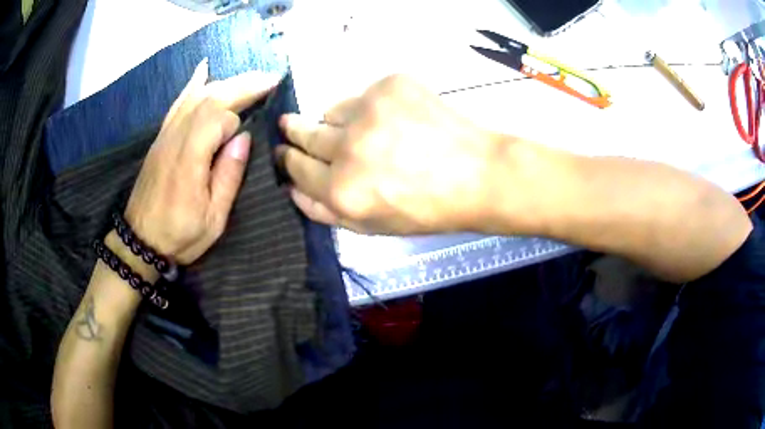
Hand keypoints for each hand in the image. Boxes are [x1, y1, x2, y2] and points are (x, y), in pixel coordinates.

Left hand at [125, 59, 280, 263]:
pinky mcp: (160, 137)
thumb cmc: (179, 236)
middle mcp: (175, 139)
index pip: (218, 120)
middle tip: (270, 78)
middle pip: (209, 98)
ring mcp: (165, 135)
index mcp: (189, 161)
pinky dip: (193, 84)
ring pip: (196, 96)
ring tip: (251, 78)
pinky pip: (178, 103)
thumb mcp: (212, 219)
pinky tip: (204, 69)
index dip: (238, 122)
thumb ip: (228, 176)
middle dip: (242, 85)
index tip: (253, 131)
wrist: (139, 241)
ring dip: (226, 82)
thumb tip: (243, 137)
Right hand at [278, 74, 499, 234]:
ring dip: (340, 121)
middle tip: (289, 126)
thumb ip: (325, 211)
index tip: (284, 151)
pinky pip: (363, 94)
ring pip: (332, 110)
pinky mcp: (390, 85)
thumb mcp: (372, 226)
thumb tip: (291, 189)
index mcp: (342, 189)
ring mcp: (369, 109)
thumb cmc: (427, 209)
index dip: (288, 159)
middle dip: (294, 131)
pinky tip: (396, 119)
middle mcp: (348, 147)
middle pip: (304, 132)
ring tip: (368, 131)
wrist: (479, 175)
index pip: (296, 167)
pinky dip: (370, 107)